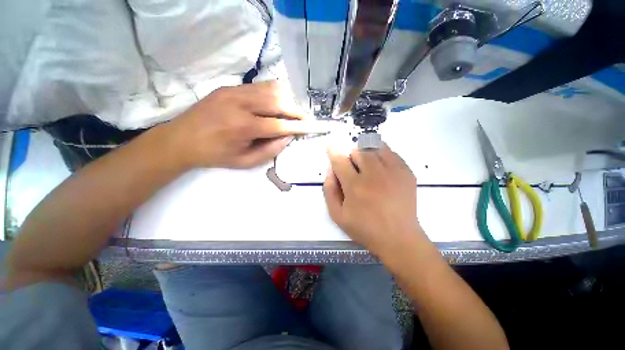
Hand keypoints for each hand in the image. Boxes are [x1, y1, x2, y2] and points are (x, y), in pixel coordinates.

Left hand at [168, 81, 321, 168]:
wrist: (181, 139)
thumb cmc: (215, 155)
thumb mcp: (245, 161)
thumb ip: (270, 150)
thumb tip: (288, 137)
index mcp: (243, 127)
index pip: (279, 124)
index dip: (297, 126)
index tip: (310, 127)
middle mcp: (240, 104)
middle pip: (278, 102)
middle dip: (296, 111)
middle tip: (305, 119)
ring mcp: (234, 91)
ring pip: (271, 89)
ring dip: (287, 100)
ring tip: (294, 111)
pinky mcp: (230, 86)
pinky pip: (259, 86)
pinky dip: (274, 93)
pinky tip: (279, 101)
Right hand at [323, 144, 425, 255]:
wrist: (399, 238)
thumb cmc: (365, 228)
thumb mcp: (337, 215)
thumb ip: (329, 190)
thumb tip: (330, 169)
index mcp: (355, 186)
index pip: (340, 161)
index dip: (333, 152)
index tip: (330, 146)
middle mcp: (373, 175)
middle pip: (358, 151)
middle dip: (352, 158)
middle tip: (354, 171)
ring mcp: (393, 172)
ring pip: (375, 149)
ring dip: (367, 155)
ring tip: (368, 168)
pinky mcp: (406, 172)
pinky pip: (391, 153)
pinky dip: (382, 155)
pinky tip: (381, 169)